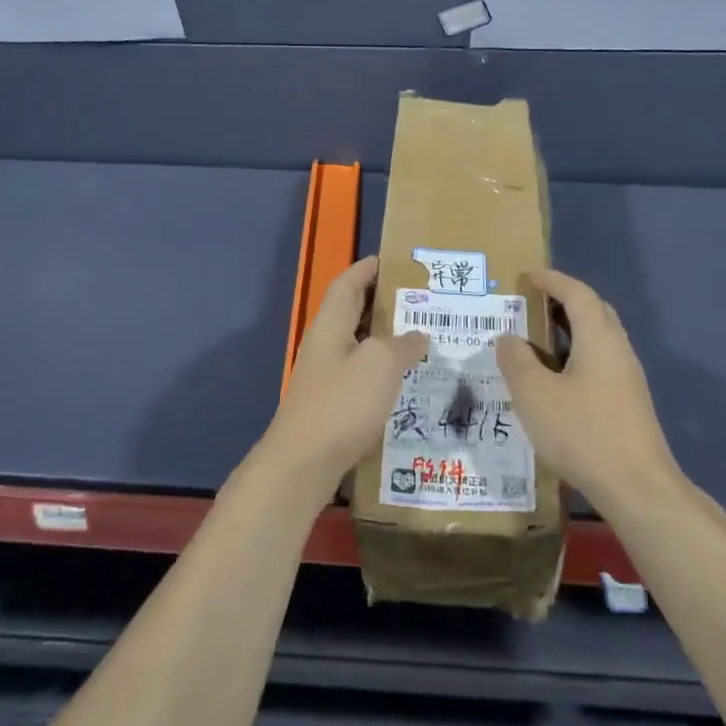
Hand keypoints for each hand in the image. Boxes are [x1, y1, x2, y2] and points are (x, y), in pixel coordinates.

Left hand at [260, 256, 428, 501]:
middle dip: (383, 302)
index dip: (368, 268)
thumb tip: (418, 335)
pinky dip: (383, 370)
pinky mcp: (332, 406)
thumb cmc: (341, 404)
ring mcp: (326, 377)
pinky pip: (361, 375)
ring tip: (423, 337)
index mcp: (331, 325)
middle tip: (421, 299)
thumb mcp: (380, 364)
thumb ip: (402, 344)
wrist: (303, 464)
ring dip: (387, 338)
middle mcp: (325, 345)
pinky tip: (407, 381)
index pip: (348, 283)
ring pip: (359, 345)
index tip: (395, 260)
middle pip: (352, 312)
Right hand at [496, 268, 680, 515]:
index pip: (577, 293)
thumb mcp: (534, 394)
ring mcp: (628, 379)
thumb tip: (508, 338)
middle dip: (564, 301)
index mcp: (599, 338)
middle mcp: (618, 350)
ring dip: (570, 332)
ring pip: (598, 340)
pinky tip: (555, 381)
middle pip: (594, 312)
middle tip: (532, 304)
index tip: (528, 275)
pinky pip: (600, 364)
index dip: (553, 280)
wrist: (638, 488)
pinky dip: (576, 357)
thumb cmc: (582, 432)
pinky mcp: (629, 404)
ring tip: (537, 341)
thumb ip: (516, 360)